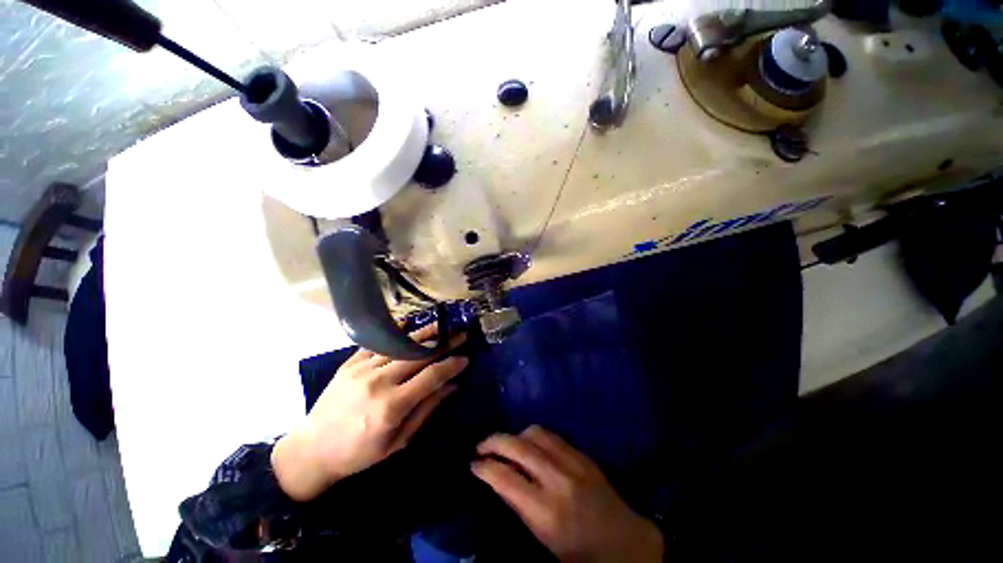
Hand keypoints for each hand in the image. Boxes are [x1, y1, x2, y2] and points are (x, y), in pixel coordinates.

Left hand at [272, 323, 467, 500]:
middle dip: (445, 343)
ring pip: (402, 345)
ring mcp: (362, 369)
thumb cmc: (359, 453)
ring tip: (442, 326)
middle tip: (461, 334)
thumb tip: (452, 386)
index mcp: (392, 406)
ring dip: (425, 335)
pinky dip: (395, 333)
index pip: (431, 376)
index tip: (465, 358)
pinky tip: (408, 324)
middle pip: (420, 355)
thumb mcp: (398, 441)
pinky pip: (378, 343)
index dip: (451, 365)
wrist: (312, 450)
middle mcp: (379, 382)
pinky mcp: (350, 363)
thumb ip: (427, 410)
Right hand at [472, 426, 662, 562]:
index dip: (484, 467)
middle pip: (518, 446)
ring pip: (534, 433)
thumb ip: (520, 506)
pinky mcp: (583, 454)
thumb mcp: (544, 539)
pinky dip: (534, 435)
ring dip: (515, 435)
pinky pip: (552, 435)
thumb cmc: (581, 554)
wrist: (627, 543)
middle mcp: (557, 480)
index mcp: (545, 512)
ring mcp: (573, 462)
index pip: (505, 478)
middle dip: (493, 441)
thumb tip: (500, 480)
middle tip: (480, 446)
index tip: (473, 464)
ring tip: (506, 445)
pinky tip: (530, 444)